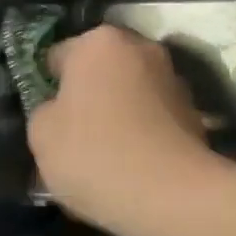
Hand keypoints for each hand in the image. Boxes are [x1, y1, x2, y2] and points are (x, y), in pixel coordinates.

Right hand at [28, 25, 221, 235]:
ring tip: (109, 154)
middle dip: (90, 93)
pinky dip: (145, 130)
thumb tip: (60, 110)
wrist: (170, 192)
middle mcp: (139, 46)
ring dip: (121, 110)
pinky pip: (155, 115)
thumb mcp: (41, 135)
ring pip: (132, 90)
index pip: (59, 55)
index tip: (49, 118)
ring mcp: (172, 76)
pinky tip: (136, 164)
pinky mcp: (194, 109)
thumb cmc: (94, 153)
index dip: (50, 86)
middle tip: (76, 134)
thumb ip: (46, 111)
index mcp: (98, 42)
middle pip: (101, 68)